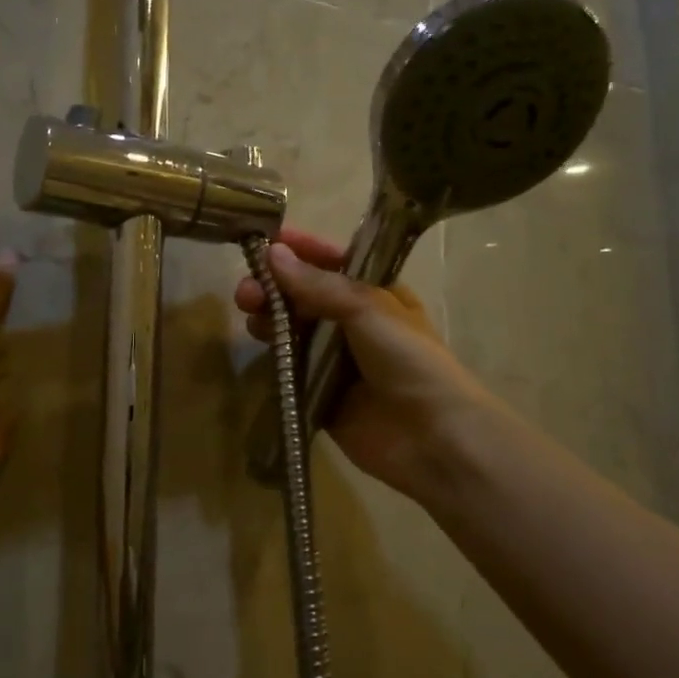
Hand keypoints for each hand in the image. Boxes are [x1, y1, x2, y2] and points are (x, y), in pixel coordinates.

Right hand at [234, 229, 494, 504]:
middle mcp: (353, 323)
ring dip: (270, 318)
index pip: (331, 262)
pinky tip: (259, 346)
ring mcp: (336, 360)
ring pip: (293, 330)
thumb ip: (317, 284)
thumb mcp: (367, 308)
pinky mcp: (320, 394)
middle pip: (304, 296)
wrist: (432, 437)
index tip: (263, 240)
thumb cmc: (408, 359)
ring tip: (251, 317)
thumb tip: (272, 253)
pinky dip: (273, 356)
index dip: (300, 250)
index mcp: (374, 294)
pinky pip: (290, 368)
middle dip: (274, 288)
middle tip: (247, 291)